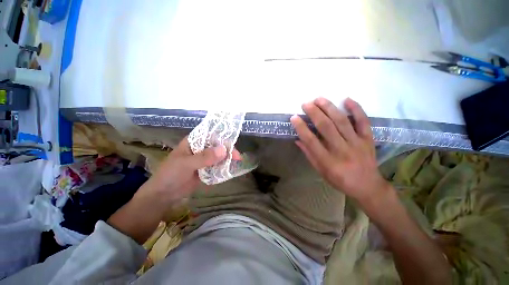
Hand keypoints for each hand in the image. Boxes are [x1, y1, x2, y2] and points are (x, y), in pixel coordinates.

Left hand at [141, 137, 230, 204]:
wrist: (164, 195)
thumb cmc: (171, 175)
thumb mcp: (186, 164)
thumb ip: (204, 157)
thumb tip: (224, 150)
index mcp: (194, 141)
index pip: (211, 135)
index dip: (222, 138)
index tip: (232, 145)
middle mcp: (200, 148)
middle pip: (218, 145)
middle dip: (228, 150)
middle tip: (237, 157)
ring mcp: (204, 158)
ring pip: (219, 155)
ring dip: (227, 158)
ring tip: (237, 163)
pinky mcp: (206, 168)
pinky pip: (218, 164)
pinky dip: (224, 166)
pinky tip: (231, 168)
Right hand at [290, 97, 389, 204]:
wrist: (368, 186)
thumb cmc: (340, 180)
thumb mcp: (320, 171)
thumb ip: (309, 155)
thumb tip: (298, 140)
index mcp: (328, 161)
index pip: (311, 140)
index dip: (301, 128)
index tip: (294, 117)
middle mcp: (341, 150)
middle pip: (326, 127)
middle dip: (314, 113)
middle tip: (305, 104)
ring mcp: (356, 143)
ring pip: (342, 121)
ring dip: (329, 108)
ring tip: (319, 99)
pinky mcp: (368, 139)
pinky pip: (363, 121)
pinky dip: (356, 109)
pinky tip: (347, 100)